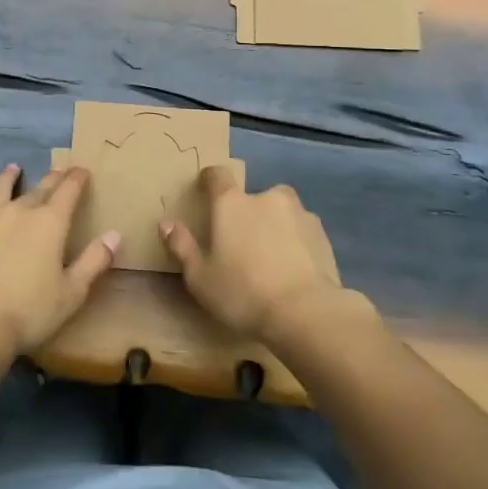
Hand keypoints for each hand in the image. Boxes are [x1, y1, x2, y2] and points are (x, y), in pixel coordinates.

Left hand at [0, 164, 117, 356]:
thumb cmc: (29, 312)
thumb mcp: (72, 293)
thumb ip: (94, 261)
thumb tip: (115, 234)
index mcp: (50, 223)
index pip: (68, 191)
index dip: (77, 179)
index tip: (82, 171)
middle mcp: (18, 212)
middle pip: (39, 188)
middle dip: (52, 178)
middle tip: (59, 171)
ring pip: (0, 190)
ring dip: (9, 178)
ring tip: (13, 168)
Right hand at [160, 167, 341, 339]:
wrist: (306, 312)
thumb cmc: (243, 293)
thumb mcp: (200, 278)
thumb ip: (181, 246)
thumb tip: (165, 222)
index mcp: (231, 203)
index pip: (217, 176)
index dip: (209, 180)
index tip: (205, 192)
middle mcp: (266, 198)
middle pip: (253, 196)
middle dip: (248, 212)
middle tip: (243, 243)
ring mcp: (299, 213)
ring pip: (281, 212)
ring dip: (275, 226)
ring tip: (272, 258)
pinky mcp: (322, 234)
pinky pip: (302, 231)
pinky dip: (297, 243)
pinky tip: (294, 269)